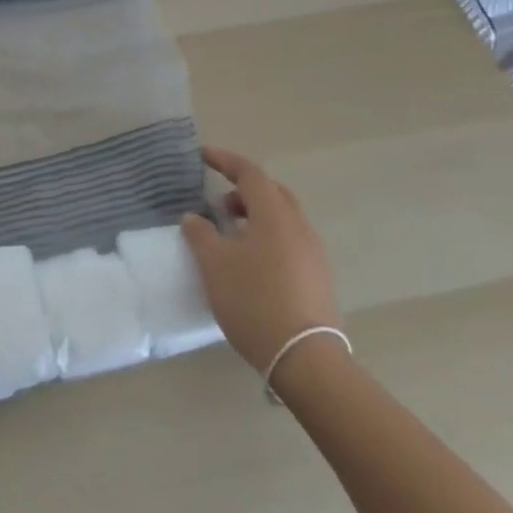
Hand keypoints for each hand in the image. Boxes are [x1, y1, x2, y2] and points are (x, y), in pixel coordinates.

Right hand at [182, 146, 340, 371]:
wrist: (304, 357)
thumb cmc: (254, 300)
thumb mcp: (214, 265)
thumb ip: (201, 234)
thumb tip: (194, 217)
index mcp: (275, 215)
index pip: (250, 173)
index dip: (225, 160)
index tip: (202, 156)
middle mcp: (299, 226)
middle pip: (272, 192)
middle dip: (243, 190)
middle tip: (218, 204)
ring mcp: (313, 253)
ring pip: (282, 218)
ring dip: (255, 216)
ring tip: (230, 235)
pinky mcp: (317, 277)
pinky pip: (289, 241)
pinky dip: (267, 237)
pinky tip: (250, 263)